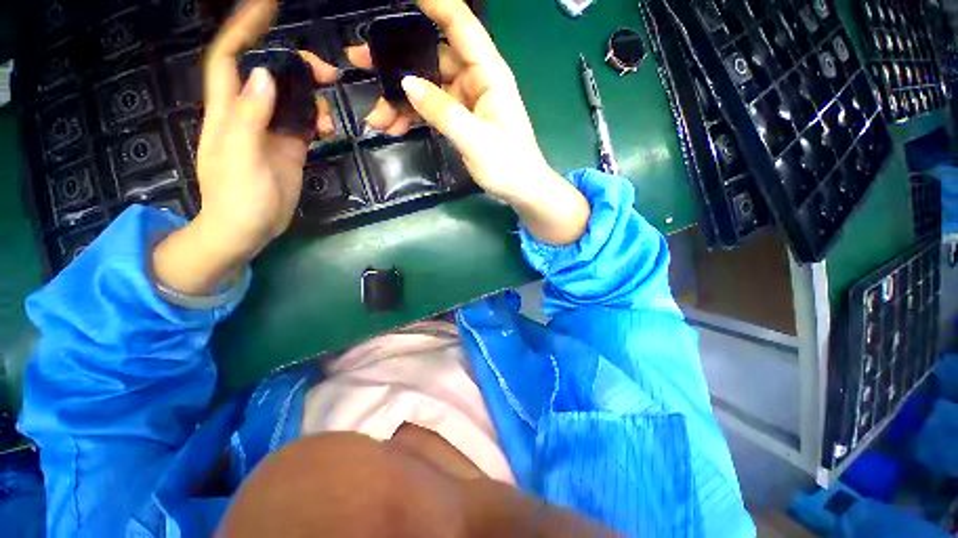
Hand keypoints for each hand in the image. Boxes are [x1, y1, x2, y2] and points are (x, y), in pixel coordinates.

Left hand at [153, 0, 337, 295]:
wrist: (248, 229)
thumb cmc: (237, 197)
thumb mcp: (242, 157)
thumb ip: (250, 117)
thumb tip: (266, 76)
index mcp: (229, 110)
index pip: (230, 57)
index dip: (244, 28)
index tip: (267, 6)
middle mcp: (250, 113)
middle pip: (272, 74)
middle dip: (297, 66)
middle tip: (326, 73)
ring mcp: (272, 130)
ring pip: (294, 99)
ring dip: (314, 99)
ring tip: (327, 117)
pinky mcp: (290, 147)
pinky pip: (306, 123)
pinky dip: (318, 122)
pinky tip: (327, 132)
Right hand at [348, 0, 589, 243]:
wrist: (521, 190)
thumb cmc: (508, 165)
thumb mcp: (475, 140)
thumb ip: (443, 111)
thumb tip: (407, 84)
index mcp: (488, 74)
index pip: (460, 25)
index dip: (434, 4)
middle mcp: (476, 80)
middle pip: (432, 58)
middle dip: (397, 61)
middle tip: (359, 60)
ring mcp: (467, 101)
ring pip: (427, 88)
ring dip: (400, 101)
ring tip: (376, 117)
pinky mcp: (461, 120)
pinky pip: (431, 111)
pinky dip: (413, 118)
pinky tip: (394, 128)